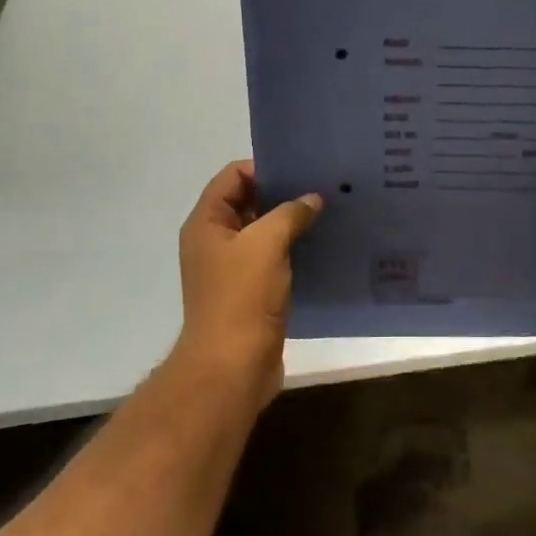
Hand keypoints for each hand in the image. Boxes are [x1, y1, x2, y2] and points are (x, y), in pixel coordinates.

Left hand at [176, 161, 322, 408]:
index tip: (301, 169)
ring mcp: (232, 269)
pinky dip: (294, 250)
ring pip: (264, 232)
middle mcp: (215, 242)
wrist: (232, 367)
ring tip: (328, 212)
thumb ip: (290, 213)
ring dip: (292, 223)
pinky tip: (323, 246)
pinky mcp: (252, 292)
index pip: (232, 176)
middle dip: (283, 194)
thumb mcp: (266, 243)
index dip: (264, 168)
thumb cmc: (242, 297)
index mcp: (207, 223)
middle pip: (249, 202)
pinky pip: (274, 259)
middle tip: (322, 186)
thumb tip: (312, 199)